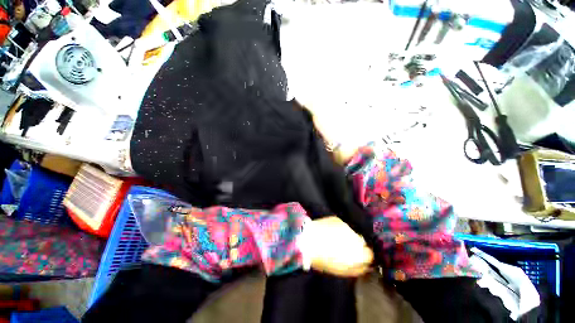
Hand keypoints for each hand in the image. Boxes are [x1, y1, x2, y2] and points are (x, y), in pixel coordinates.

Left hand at [299, 217, 373, 276]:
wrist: (308, 240)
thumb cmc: (324, 259)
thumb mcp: (343, 270)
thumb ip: (358, 268)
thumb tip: (367, 266)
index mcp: (360, 253)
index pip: (369, 254)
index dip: (363, 256)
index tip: (356, 256)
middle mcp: (357, 238)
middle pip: (363, 241)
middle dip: (357, 245)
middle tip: (344, 247)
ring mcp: (348, 226)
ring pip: (354, 232)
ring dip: (349, 235)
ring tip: (337, 238)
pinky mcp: (339, 219)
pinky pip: (345, 225)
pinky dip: (341, 229)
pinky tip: (333, 231)